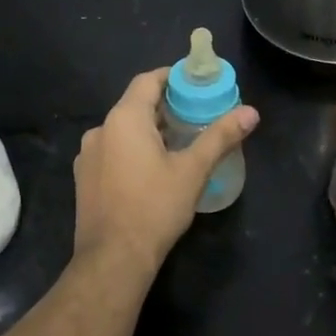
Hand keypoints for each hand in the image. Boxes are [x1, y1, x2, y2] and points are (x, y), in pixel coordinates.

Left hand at [73, 69, 259, 275]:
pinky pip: (112, 152)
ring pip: (122, 131)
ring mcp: (88, 156)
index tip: (196, 84)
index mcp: (124, 119)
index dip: (172, 77)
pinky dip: (132, 150)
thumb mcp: (193, 170)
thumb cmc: (155, 208)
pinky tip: (152, 170)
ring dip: (149, 131)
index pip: (147, 80)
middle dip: (165, 107)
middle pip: (135, 105)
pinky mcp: (84, 179)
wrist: (113, 258)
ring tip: (179, 143)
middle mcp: (100, 130)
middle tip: (196, 115)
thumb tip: (251, 112)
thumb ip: (220, 137)